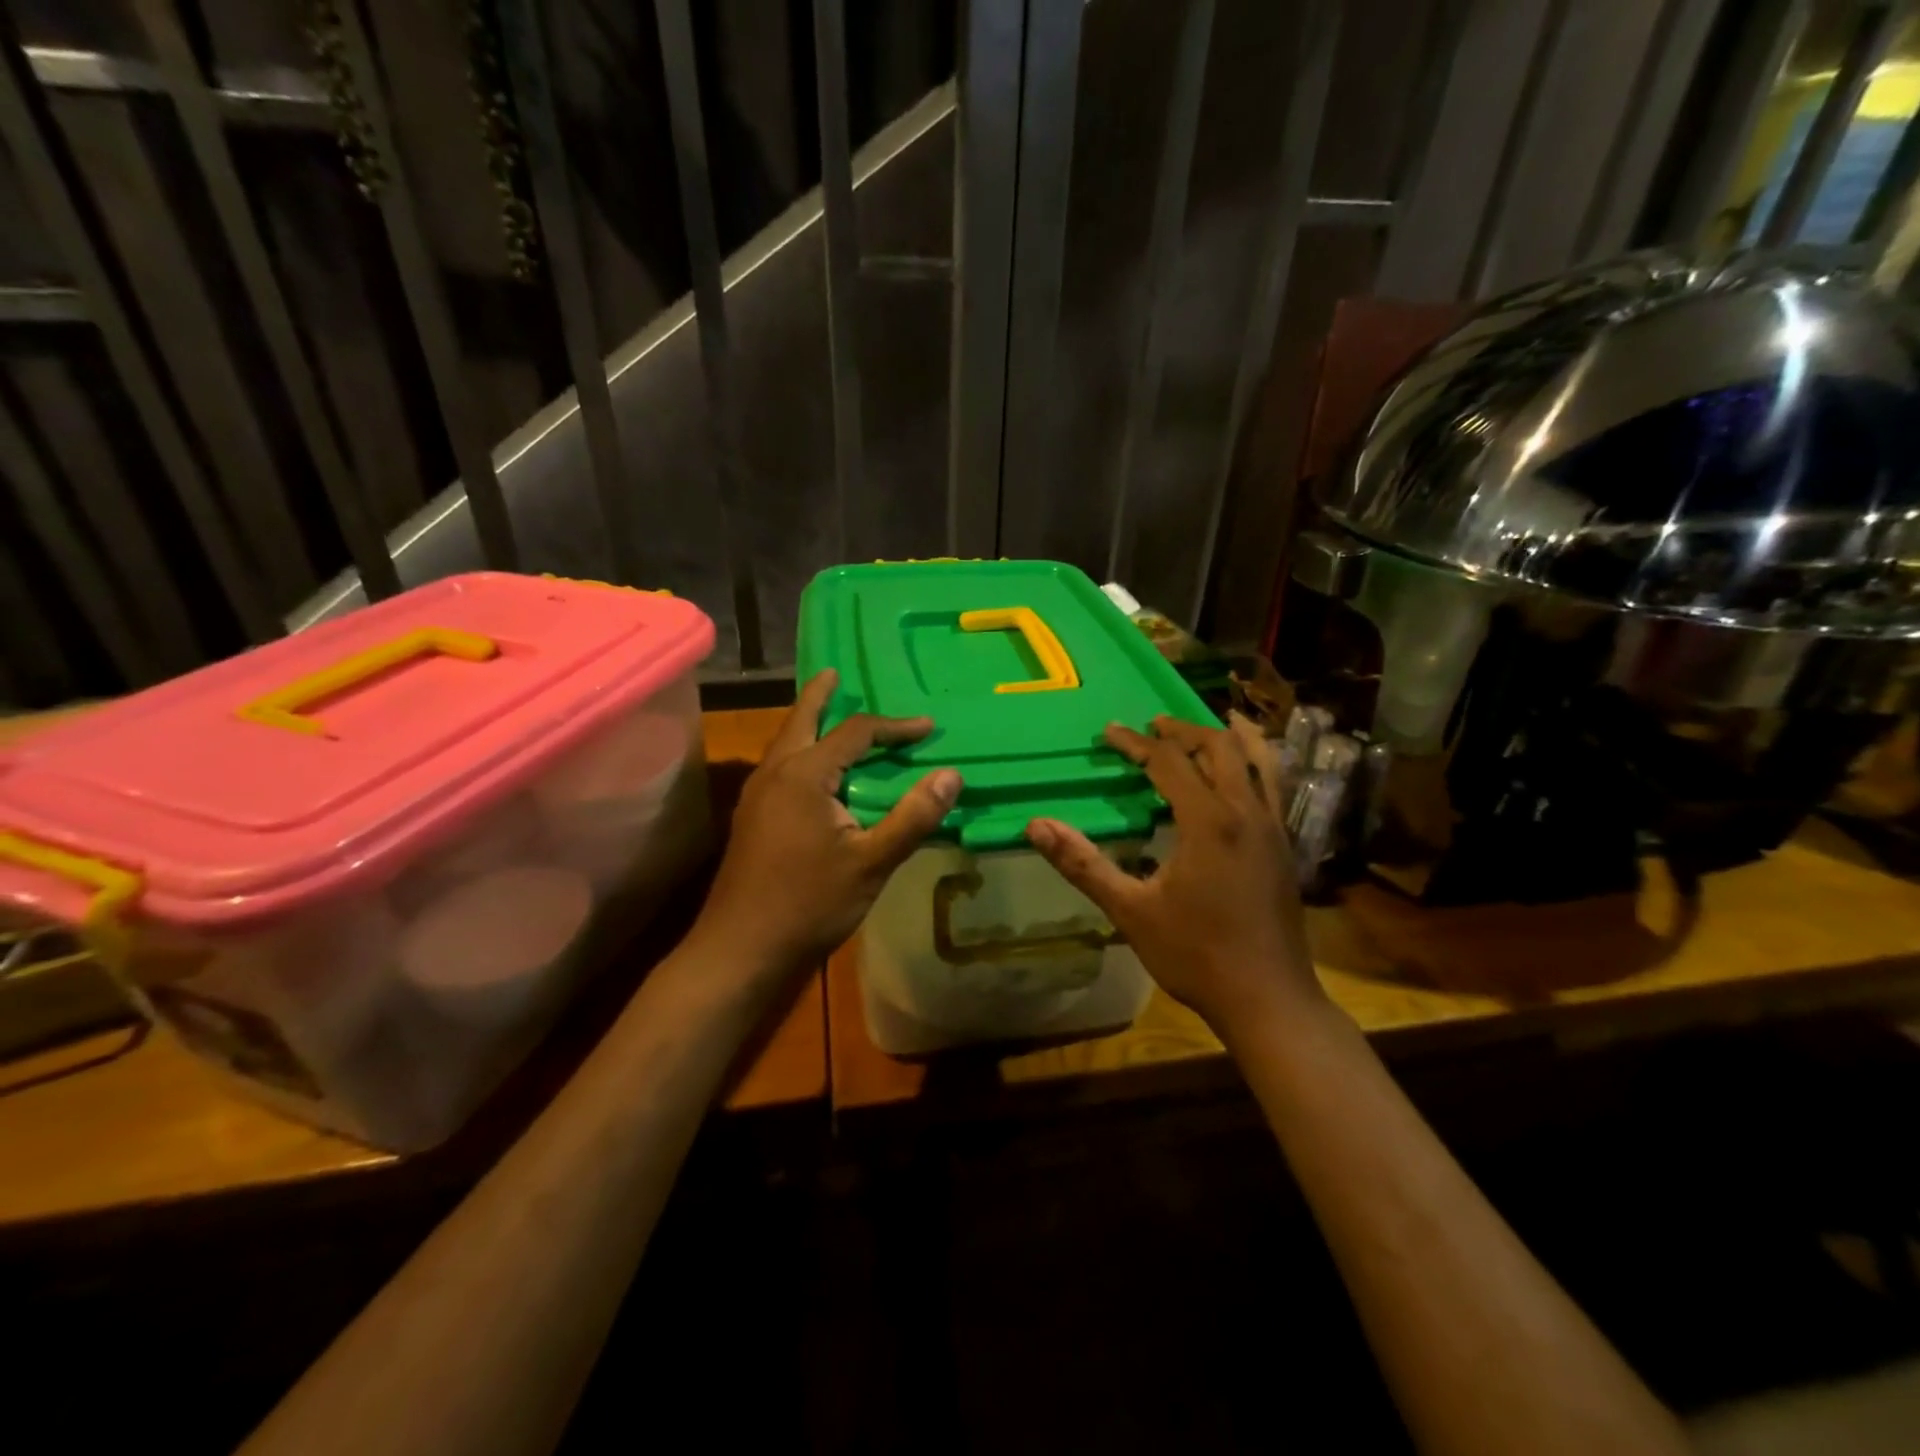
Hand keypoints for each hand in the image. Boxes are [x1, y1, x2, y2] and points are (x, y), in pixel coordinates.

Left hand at [693, 669, 959, 977]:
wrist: (741, 949)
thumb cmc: (809, 903)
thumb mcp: (872, 862)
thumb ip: (912, 816)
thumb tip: (951, 774)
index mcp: (803, 775)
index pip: (855, 733)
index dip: (894, 727)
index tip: (928, 727)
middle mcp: (775, 774)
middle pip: (801, 721)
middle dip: (821, 696)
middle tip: (836, 674)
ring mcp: (757, 796)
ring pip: (786, 744)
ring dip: (808, 723)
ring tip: (828, 713)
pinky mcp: (752, 819)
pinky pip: (781, 766)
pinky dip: (801, 751)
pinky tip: (814, 771)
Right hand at [1025, 715, 1320, 1039]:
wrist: (1269, 999)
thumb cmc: (1196, 955)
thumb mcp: (1130, 911)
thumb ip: (1083, 864)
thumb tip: (1036, 825)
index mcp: (1209, 822)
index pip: (1169, 762)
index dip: (1136, 743)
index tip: (1109, 733)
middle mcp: (1246, 813)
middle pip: (1219, 748)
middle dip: (1182, 730)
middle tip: (1152, 726)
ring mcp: (1274, 828)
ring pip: (1258, 760)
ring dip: (1229, 737)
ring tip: (1213, 721)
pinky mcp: (1286, 847)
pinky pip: (1274, 786)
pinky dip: (1256, 763)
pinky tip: (1245, 773)